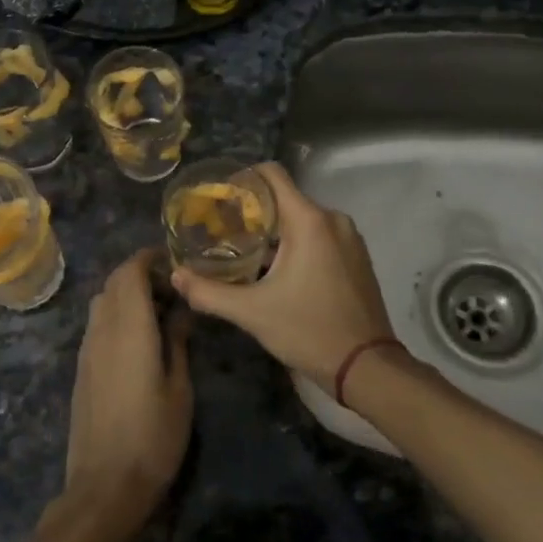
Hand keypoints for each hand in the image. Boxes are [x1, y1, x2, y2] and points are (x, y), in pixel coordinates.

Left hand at [63, 249, 193, 518]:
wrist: (104, 486)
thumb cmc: (152, 438)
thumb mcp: (179, 390)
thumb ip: (177, 343)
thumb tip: (179, 312)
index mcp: (129, 329)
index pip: (129, 272)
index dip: (148, 258)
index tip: (173, 260)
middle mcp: (102, 330)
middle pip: (113, 282)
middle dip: (139, 274)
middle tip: (172, 289)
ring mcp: (86, 349)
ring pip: (102, 302)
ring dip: (126, 294)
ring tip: (158, 312)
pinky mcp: (81, 368)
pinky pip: (96, 324)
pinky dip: (116, 315)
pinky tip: (138, 339)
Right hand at [170, 163, 396, 391]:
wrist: (367, 367)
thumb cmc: (308, 331)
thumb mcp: (252, 313)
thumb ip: (209, 292)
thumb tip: (175, 277)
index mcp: (309, 221)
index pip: (272, 174)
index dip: (243, 178)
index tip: (219, 197)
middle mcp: (332, 219)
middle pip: (285, 198)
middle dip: (253, 210)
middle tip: (222, 230)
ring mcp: (349, 238)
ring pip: (302, 219)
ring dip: (274, 230)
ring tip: (244, 250)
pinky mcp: (357, 257)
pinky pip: (320, 235)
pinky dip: (296, 243)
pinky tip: (276, 268)